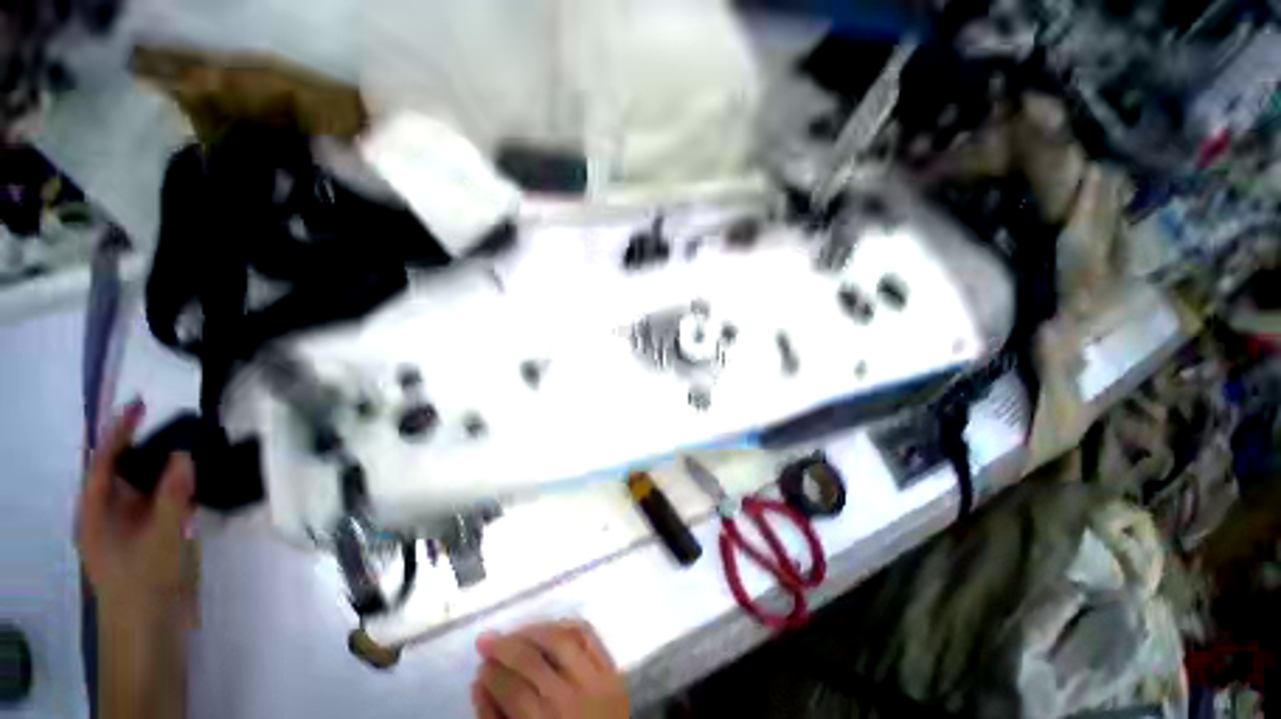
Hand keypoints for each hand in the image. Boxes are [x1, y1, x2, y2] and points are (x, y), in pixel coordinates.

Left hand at [78, 401, 197, 627]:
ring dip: (166, 469)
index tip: (141, 405)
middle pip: (124, 472)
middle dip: (147, 448)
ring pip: (145, 488)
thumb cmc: (145, 584)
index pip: (104, 462)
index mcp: (96, 513)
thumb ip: (172, 497)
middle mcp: (109, 515)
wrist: (151, 630)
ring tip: (192, 450)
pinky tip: (197, 484)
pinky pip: (162, 504)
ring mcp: (130, 527)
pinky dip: (178, 490)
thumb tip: (184, 455)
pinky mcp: (150, 538)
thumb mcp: (160, 540)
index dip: (120, 432)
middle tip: (179, 428)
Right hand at [472, 621, 627, 718]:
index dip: (493, 676)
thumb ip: (496, 718)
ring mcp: (596, 681)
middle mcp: (571, 699)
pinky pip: (587, 635)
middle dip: (505, 647)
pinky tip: (549, 628)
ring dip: (533, 631)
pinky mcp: (613, 670)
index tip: (480, 665)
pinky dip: (566, 625)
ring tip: (515, 632)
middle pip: (533, 662)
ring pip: (560, 640)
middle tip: (486, 640)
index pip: (513, 691)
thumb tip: (480, 682)